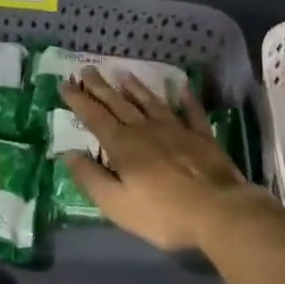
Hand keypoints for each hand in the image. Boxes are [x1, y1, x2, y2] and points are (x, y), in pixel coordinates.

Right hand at [61, 71, 272, 252]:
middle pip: (119, 104)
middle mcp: (146, 130)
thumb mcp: (116, 204)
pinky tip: (181, 86)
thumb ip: (91, 178)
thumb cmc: (162, 214)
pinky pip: (191, 112)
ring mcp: (176, 130)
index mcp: (123, 146)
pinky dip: (185, 98)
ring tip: (123, 74)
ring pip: (151, 103)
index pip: (94, 117)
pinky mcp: (202, 137)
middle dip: (101, 87)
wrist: (219, 212)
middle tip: (87, 70)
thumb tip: (68, 154)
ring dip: (135, 88)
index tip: (65, 84)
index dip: (78, 100)